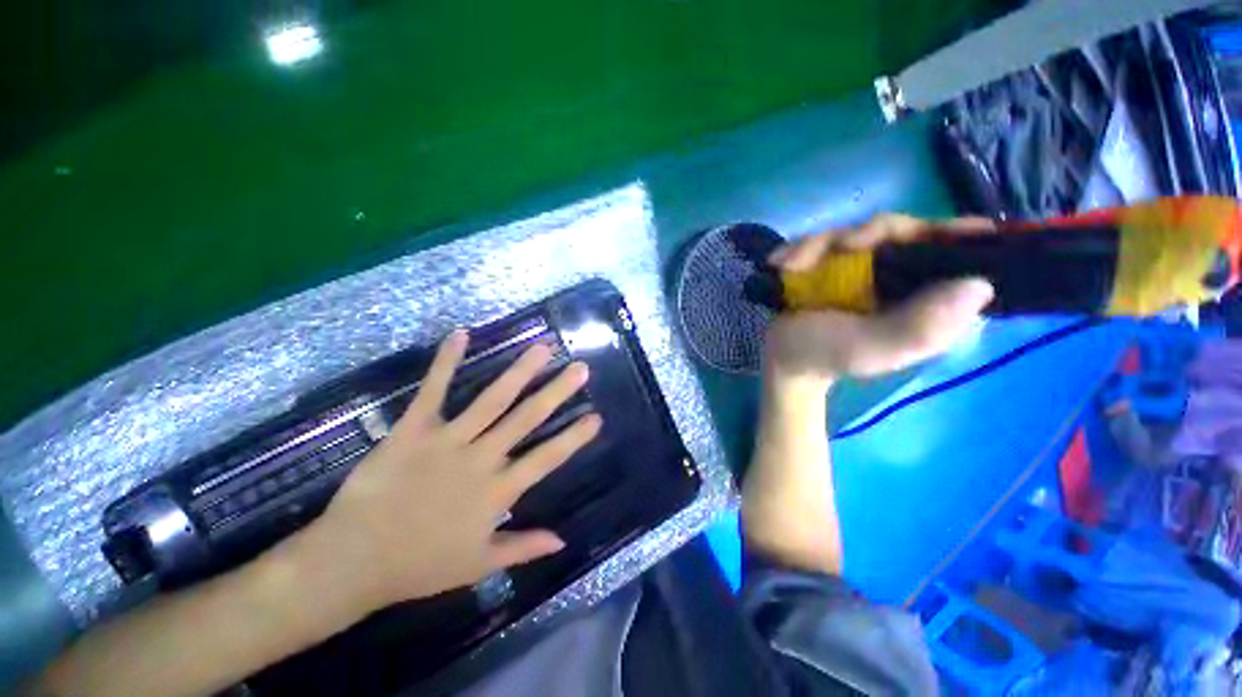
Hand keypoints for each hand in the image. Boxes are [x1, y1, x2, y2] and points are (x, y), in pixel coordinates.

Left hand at [297, 330, 600, 612]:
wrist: (353, 561)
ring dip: (519, 372)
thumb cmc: (419, 566)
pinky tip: (462, 335)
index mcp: (498, 491)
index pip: (547, 459)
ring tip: (542, 348)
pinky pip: (434, 391)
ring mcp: (448, 440)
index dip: (574, 438)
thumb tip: (562, 542)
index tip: (596, 417)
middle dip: (556, 392)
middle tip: (579, 368)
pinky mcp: (414, 429)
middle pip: (526, 419)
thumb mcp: (478, 564)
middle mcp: (481, 458)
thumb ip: (522, 548)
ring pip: (492, 400)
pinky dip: (447, 362)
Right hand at [765, 214, 994, 386]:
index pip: (960, 255)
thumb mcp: (874, 349)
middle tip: (842, 247)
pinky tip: (779, 263)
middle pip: (906, 230)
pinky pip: (825, 239)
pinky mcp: (836, 263)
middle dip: (871, 233)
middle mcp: (905, 277)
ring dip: (821, 244)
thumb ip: (920, 326)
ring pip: (860, 231)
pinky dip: (800, 248)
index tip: (924, 232)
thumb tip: (979, 284)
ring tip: (790, 265)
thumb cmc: (827, 356)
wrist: (783, 357)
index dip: (953, 235)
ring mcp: (868, 267)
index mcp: (929, 300)